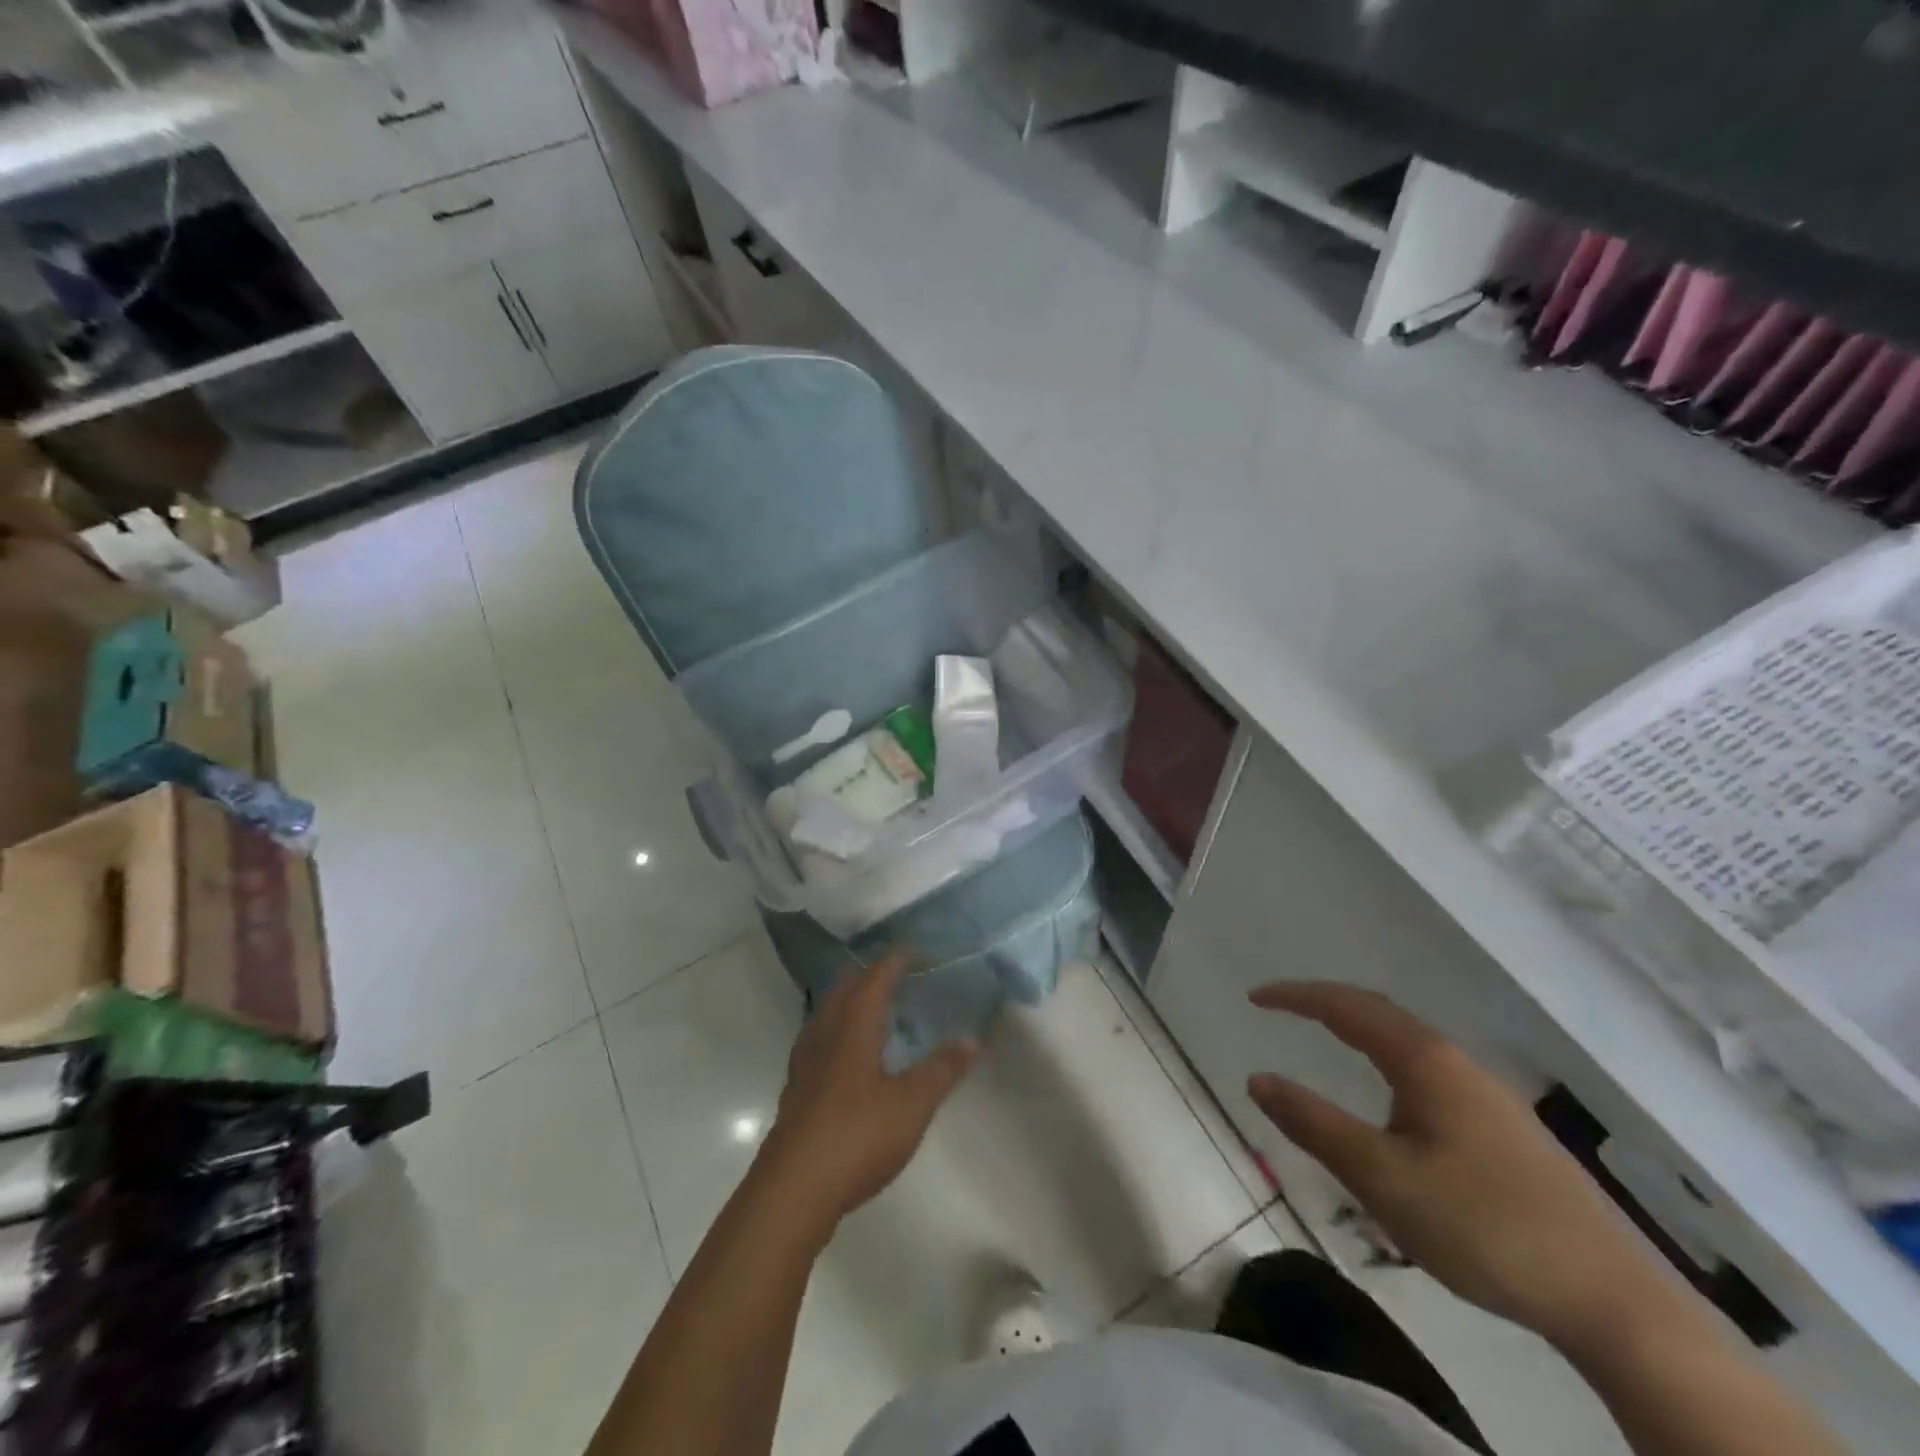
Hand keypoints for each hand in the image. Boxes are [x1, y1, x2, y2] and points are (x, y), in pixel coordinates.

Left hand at [757, 950, 977, 1239]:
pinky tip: (852, 1054)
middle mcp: (825, 1031)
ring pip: (829, 1012)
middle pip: (846, 987)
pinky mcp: (798, 1087)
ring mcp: (806, 1060)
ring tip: (878, 1007)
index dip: (896, 958)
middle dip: (871, 974)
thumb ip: (942, 1069)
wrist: (793, 1189)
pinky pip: (821, 1038)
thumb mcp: (912, 1104)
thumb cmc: (857, 1135)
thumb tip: (971, 1037)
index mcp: (853, 1024)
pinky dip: (841, 1030)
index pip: (876, 975)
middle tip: (900, 973)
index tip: (917, 949)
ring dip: (853, 1001)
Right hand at [1245, 983, 1679, 1351]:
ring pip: (1409, 1041)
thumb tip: (1257, 1078)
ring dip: (1360, 1029)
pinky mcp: (1506, 1127)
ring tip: (1326, 1040)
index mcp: (1424, 1061)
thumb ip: (1314, 1124)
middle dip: (1326, 1003)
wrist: (1612, 1300)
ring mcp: (1488, 1094)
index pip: (1346, 1007)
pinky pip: (1429, 1069)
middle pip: (1380, 1013)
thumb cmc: (1483, 1227)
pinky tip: (1392, 1101)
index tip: (1254, 998)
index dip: (1296, 996)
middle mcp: (1456, 1062)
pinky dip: (1388, 1059)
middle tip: (1282, 1008)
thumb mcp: (1381, 1179)